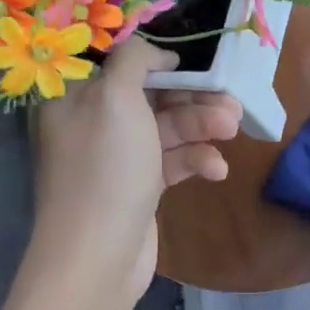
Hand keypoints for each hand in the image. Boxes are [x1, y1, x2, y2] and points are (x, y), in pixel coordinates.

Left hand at [29, 36, 241, 306]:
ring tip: (232, 128)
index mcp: (77, 97)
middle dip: (192, 95)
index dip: (156, 58)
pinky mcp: (139, 186)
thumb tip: (157, 53)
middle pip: (150, 95)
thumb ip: (135, 60)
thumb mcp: (115, 98)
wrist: (98, 256)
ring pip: (167, 128)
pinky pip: (172, 161)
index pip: (118, 63)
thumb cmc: (106, 167)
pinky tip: (216, 170)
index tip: (192, 59)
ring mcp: (118, 157)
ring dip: (201, 125)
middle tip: (229, 97)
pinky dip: (195, 160)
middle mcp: (94, 122)